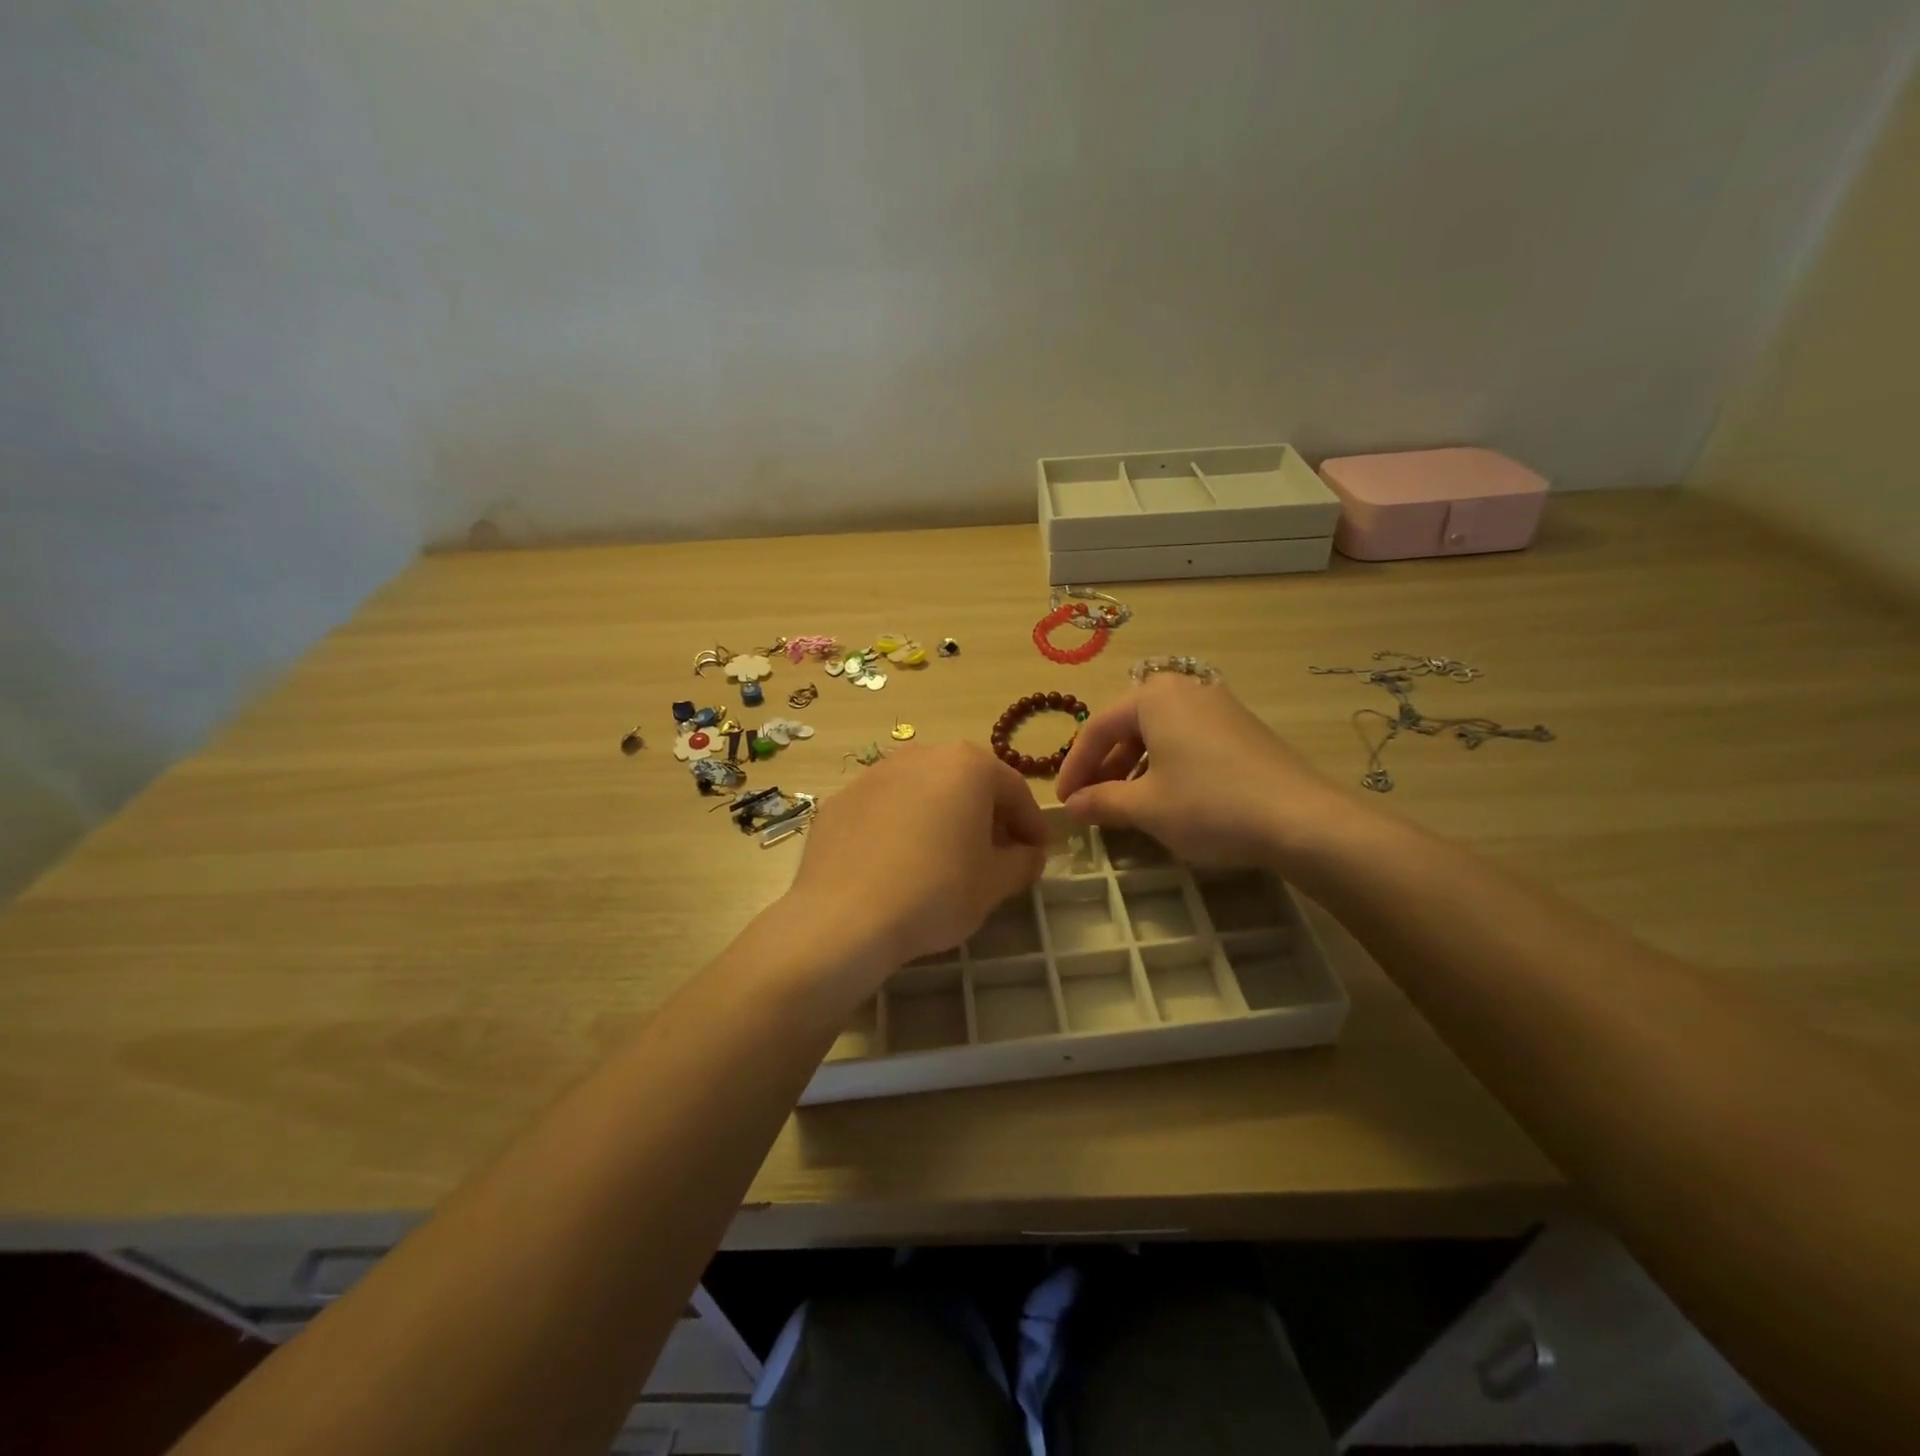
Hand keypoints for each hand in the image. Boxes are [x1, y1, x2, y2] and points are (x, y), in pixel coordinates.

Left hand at [786, 741, 1048, 973]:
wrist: (844, 916)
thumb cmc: (935, 892)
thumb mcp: (994, 883)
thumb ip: (1023, 862)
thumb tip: (1028, 854)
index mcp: (968, 765)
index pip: (1014, 790)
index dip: (1031, 823)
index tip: (1038, 853)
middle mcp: (921, 755)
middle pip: (967, 782)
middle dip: (986, 815)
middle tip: (995, 853)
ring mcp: (875, 774)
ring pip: (923, 791)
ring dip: (942, 816)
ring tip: (945, 857)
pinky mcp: (841, 799)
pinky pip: (885, 808)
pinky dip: (900, 826)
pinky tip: (898, 863)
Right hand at [1056, 674, 1359, 868]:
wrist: (1302, 819)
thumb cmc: (1209, 804)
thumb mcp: (1145, 807)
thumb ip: (1100, 801)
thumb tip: (1071, 806)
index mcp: (1154, 696)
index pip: (1097, 728)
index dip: (1074, 767)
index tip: (1063, 802)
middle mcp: (1185, 689)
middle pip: (1128, 727)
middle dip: (1104, 767)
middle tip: (1091, 803)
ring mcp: (1218, 706)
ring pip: (1159, 735)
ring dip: (1134, 769)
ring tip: (1126, 805)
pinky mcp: (1242, 729)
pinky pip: (1188, 741)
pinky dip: (1166, 767)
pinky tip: (1168, 799)